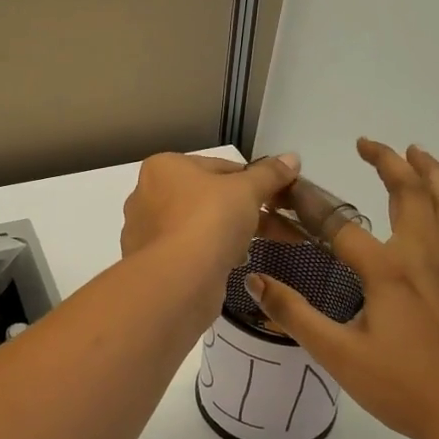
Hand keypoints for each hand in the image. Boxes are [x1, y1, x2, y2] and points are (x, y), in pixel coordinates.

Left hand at [121, 152, 300, 281]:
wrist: (178, 280)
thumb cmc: (210, 220)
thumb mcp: (247, 190)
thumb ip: (269, 174)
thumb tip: (292, 158)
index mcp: (165, 167)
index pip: (219, 166)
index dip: (254, 180)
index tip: (279, 196)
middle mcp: (147, 195)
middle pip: (209, 197)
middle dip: (248, 210)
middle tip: (283, 224)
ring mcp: (146, 231)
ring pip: (201, 225)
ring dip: (232, 232)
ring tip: (260, 245)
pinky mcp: (152, 262)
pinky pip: (190, 250)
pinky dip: (213, 253)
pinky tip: (234, 262)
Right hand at [244, 138, 438, 438]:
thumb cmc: (402, 388)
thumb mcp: (337, 355)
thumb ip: (294, 313)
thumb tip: (254, 278)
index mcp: (388, 271)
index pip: (339, 224)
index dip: (308, 204)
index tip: (285, 188)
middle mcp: (423, 257)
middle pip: (410, 193)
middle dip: (388, 162)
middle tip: (367, 143)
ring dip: (431, 173)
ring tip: (417, 152)